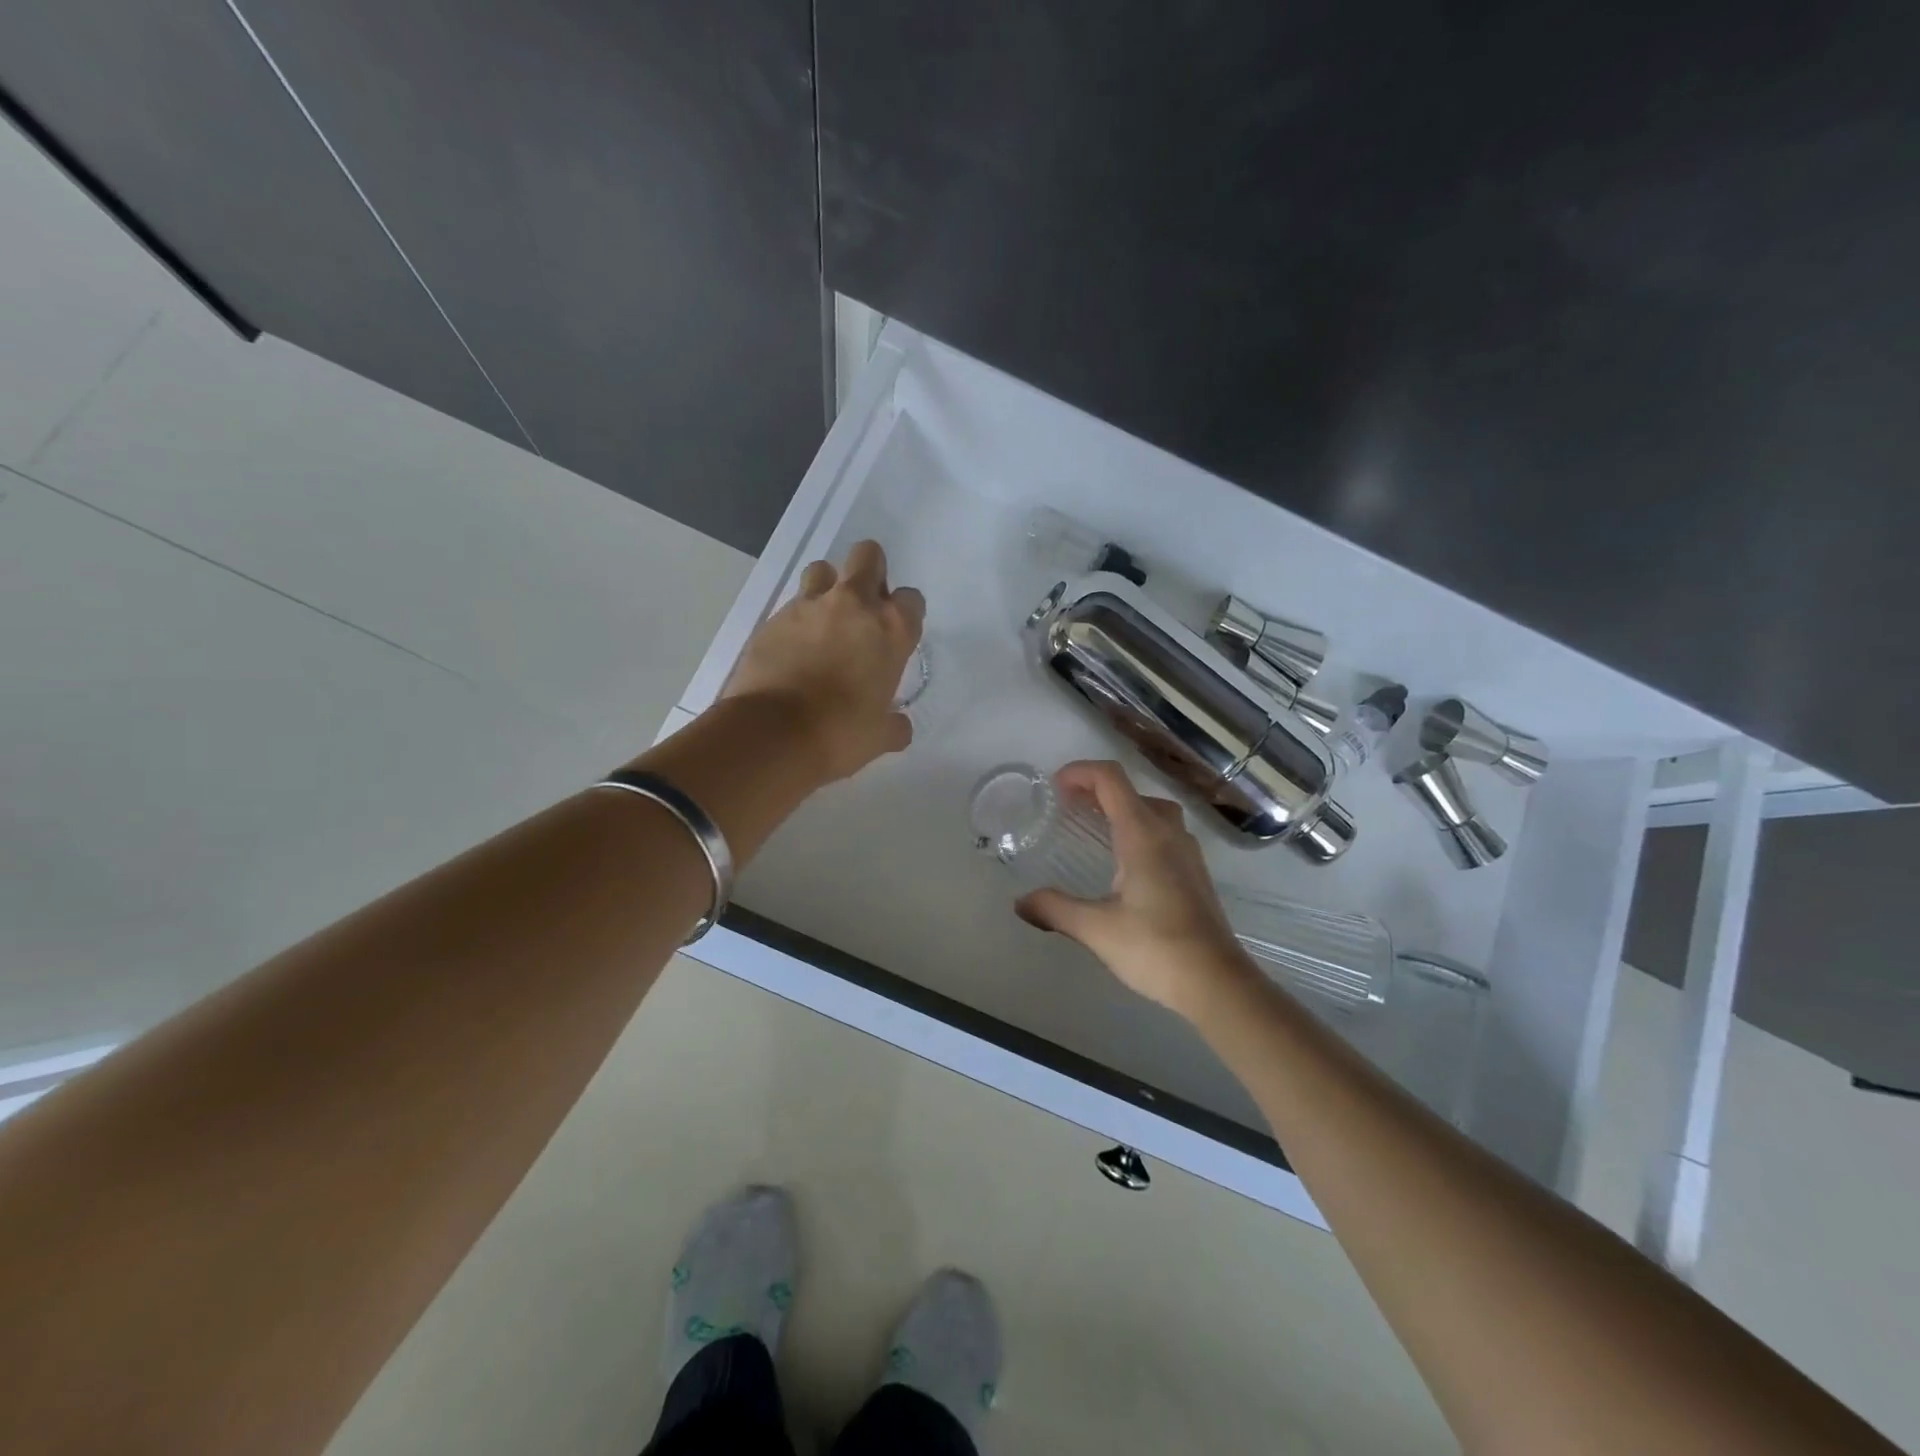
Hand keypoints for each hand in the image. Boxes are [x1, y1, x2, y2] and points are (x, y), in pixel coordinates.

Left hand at [722, 540, 924, 782]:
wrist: (773, 734)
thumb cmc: (840, 734)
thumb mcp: (879, 736)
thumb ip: (894, 725)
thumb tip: (900, 727)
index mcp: (891, 629)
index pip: (912, 599)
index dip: (905, 614)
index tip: (896, 635)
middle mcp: (853, 605)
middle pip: (868, 556)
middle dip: (870, 572)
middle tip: (863, 608)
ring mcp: (809, 606)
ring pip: (822, 570)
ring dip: (828, 587)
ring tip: (824, 622)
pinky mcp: (773, 618)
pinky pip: (791, 605)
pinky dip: (796, 620)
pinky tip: (793, 650)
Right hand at [1016, 761, 1256, 1016]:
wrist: (1217, 983)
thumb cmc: (1156, 948)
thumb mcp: (1096, 929)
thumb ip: (1055, 909)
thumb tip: (1020, 902)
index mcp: (1143, 835)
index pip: (1111, 779)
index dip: (1080, 772)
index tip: (1054, 786)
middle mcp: (1168, 834)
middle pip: (1132, 791)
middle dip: (1097, 789)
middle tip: (1068, 806)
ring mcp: (1188, 853)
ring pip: (1153, 810)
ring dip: (1122, 808)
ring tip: (1095, 826)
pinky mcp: (1196, 873)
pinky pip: (1165, 832)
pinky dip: (1139, 828)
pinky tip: (1125, 861)